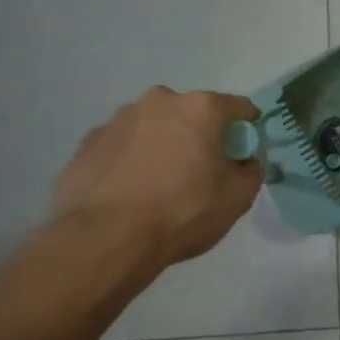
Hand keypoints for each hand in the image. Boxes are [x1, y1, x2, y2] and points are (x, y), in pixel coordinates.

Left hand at [51, 88, 262, 269]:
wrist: (107, 238)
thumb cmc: (184, 211)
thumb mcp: (238, 197)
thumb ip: (251, 170)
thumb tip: (243, 162)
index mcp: (201, 108)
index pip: (239, 107)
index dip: (247, 128)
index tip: (244, 152)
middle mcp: (159, 102)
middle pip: (191, 113)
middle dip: (199, 135)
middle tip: (200, 170)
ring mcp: (118, 119)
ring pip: (153, 127)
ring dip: (162, 145)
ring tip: (159, 184)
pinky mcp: (87, 142)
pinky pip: (122, 146)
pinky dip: (131, 160)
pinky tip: (130, 191)